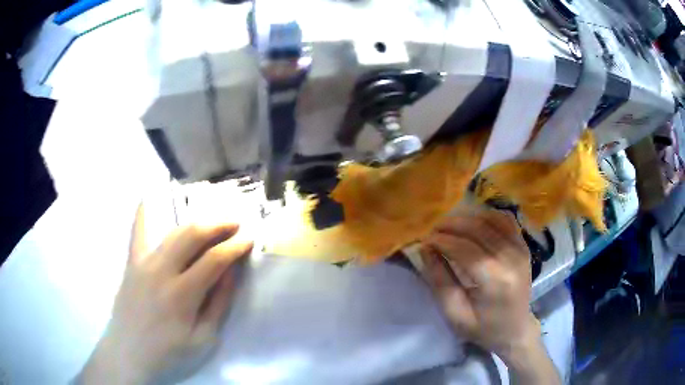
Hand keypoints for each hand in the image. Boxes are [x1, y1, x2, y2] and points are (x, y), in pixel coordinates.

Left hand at [81, 205, 253, 383]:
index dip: (235, 247)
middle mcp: (161, 270)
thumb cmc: (169, 353)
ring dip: (195, 224)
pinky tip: (145, 197)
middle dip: (217, 226)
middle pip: (192, 236)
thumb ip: (218, 304)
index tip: (249, 240)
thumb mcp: (203, 339)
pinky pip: (136, 234)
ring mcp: (143, 264)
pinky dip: (141, 215)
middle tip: (235, 224)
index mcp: (182, 294)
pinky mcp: (131, 264)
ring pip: (172, 233)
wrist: (129, 354)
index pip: (214, 260)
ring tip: (212, 223)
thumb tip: (231, 273)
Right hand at [421, 210, 558, 383]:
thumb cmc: (482, 327)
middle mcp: (511, 258)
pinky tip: (473, 223)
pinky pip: (505, 220)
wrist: (515, 329)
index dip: (441, 240)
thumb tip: (426, 248)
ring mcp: (521, 249)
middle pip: (477, 228)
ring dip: (466, 218)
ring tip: (449, 227)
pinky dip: (486, 216)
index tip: (424, 240)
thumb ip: (439, 280)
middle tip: (433, 231)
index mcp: (495, 280)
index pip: (464, 248)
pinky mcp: (524, 245)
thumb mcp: (454, 313)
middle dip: (451, 225)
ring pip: (490, 219)